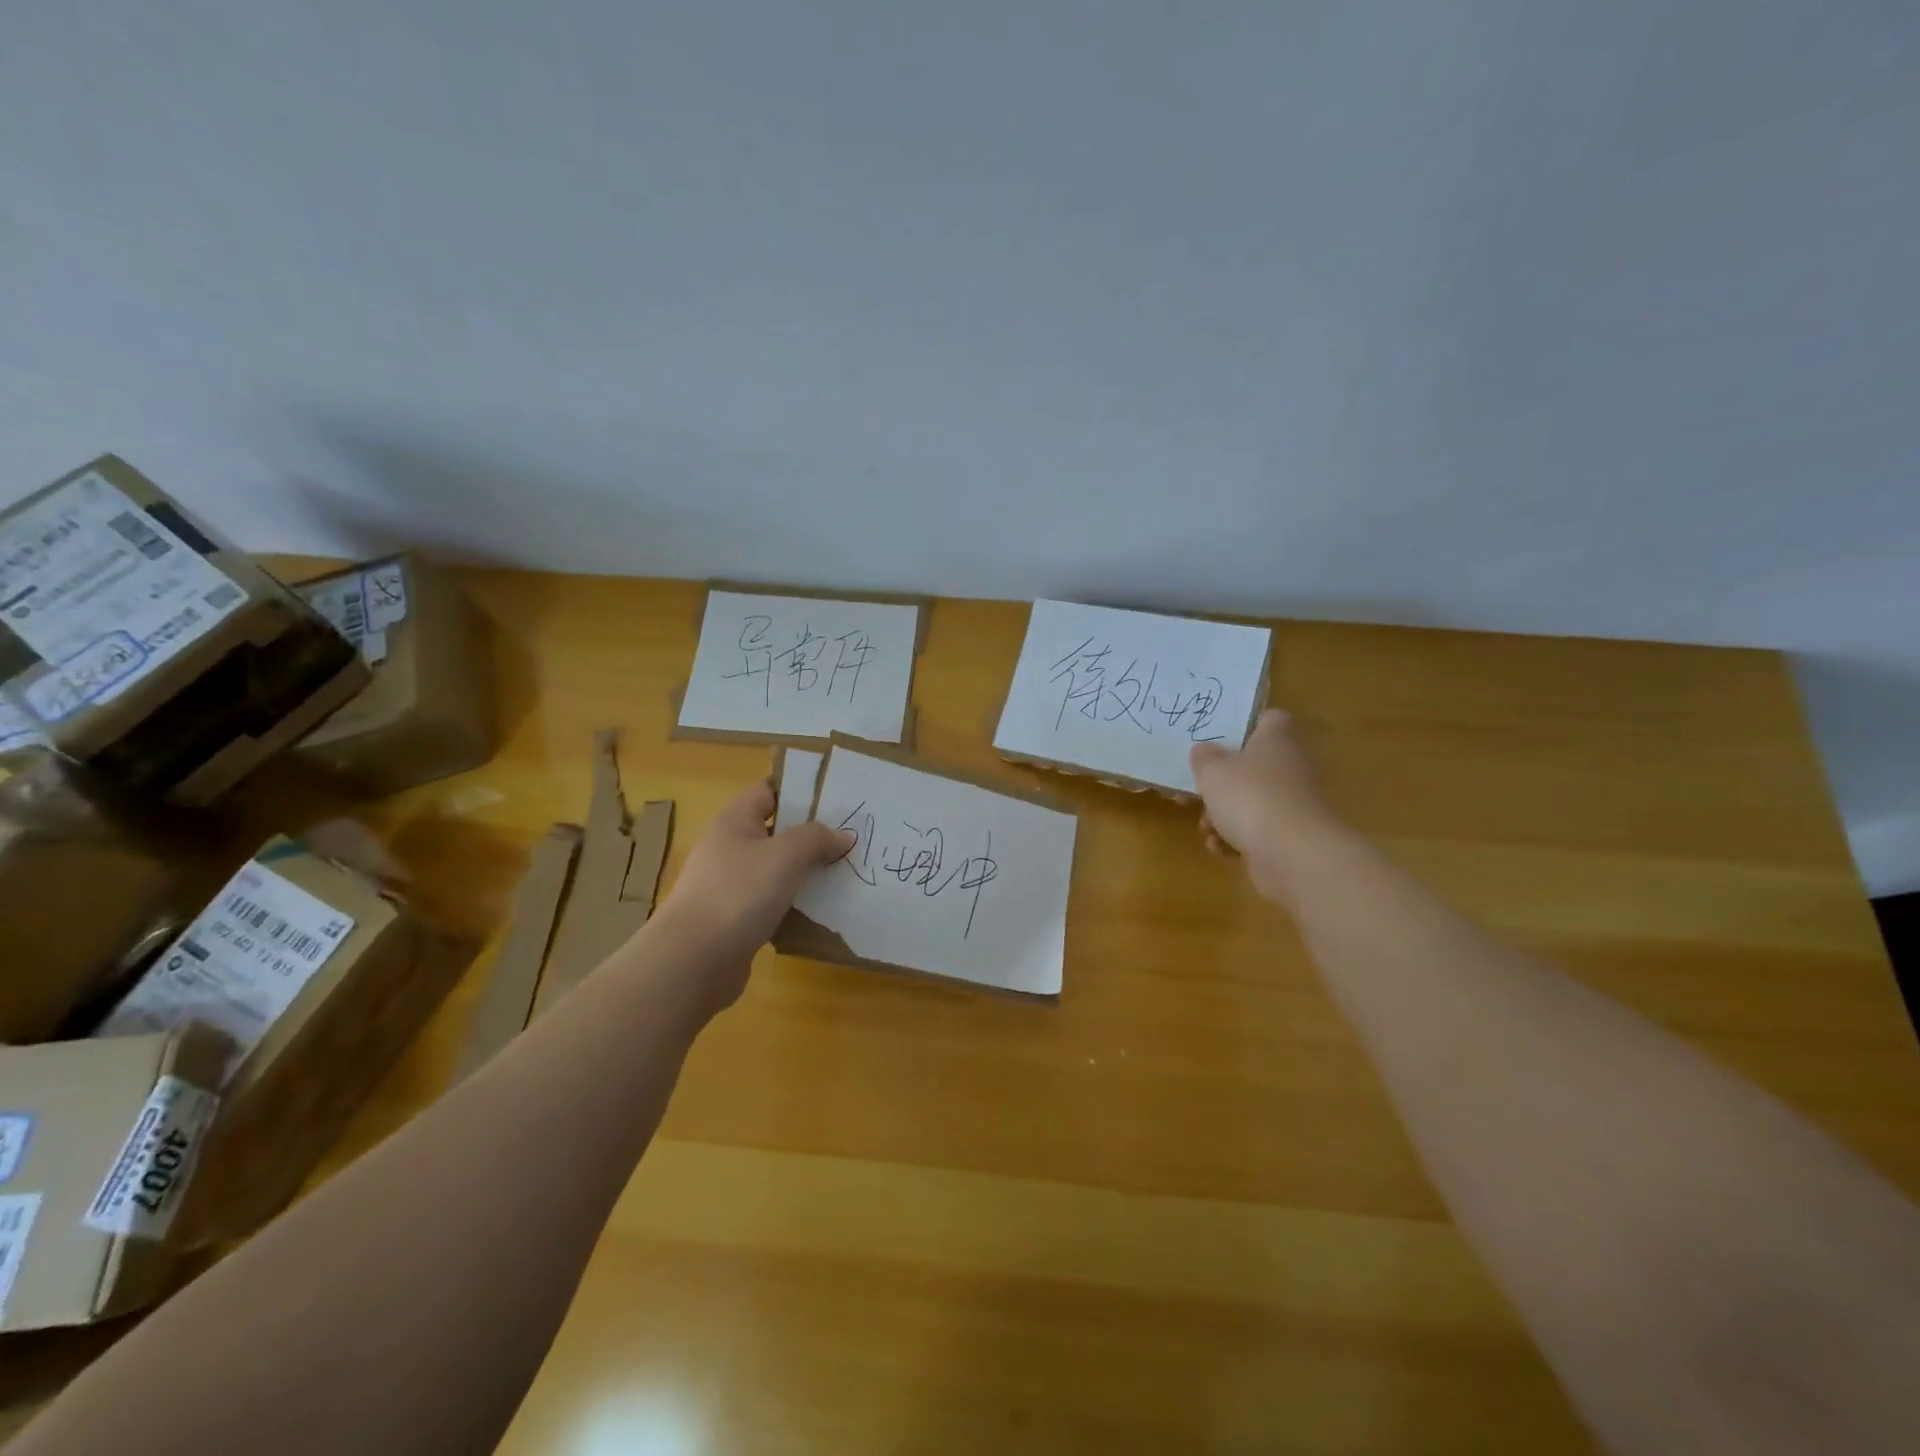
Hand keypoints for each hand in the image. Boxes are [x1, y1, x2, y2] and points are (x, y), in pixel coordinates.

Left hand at [647, 780, 851, 1010]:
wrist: (693, 961)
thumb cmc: (738, 893)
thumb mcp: (785, 855)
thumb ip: (816, 838)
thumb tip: (842, 836)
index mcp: (735, 821)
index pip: (769, 790)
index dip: (801, 789)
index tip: (838, 795)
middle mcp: (729, 848)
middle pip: (776, 831)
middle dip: (812, 833)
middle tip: (852, 836)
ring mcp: (730, 885)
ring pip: (776, 869)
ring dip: (806, 870)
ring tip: (845, 871)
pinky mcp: (735, 919)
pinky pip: (772, 902)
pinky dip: (795, 902)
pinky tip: (821, 909)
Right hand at [1190, 709, 1343, 902]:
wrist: (1291, 854)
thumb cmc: (1249, 797)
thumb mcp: (1212, 770)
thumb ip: (1203, 757)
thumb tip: (1204, 751)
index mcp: (1276, 739)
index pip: (1269, 719)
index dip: (1245, 725)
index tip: (1219, 739)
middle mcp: (1290, 766)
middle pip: (1252, 765)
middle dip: (1221, 782)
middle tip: (1197, 791)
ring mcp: (1292, 803)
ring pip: (1251, 801)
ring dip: (1222, 815)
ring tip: (1206, 827)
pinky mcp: (1290, 835)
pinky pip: (1257, 830)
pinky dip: (1236, 839)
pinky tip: (1219, 847)